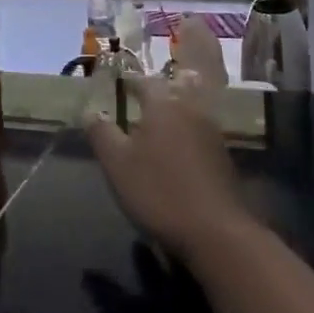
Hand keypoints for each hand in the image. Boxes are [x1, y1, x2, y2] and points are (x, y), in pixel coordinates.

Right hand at [86, 75, 256, 262]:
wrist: (215, 231)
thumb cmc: (159, 191)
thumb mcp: (117, 164)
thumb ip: (102, 134)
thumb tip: (90, 112)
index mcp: (163, 104)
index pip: (145, 81)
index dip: (131, 83)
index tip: (120, 87)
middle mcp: (190, 109)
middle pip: (175, 88)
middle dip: (160, 91)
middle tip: (143, 100)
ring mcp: (211, 132)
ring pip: (191, 108)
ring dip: (176, 110)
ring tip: (159, 125)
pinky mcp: (223, 155)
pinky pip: (201, 131)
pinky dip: (188, 132)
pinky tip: (179, 151)